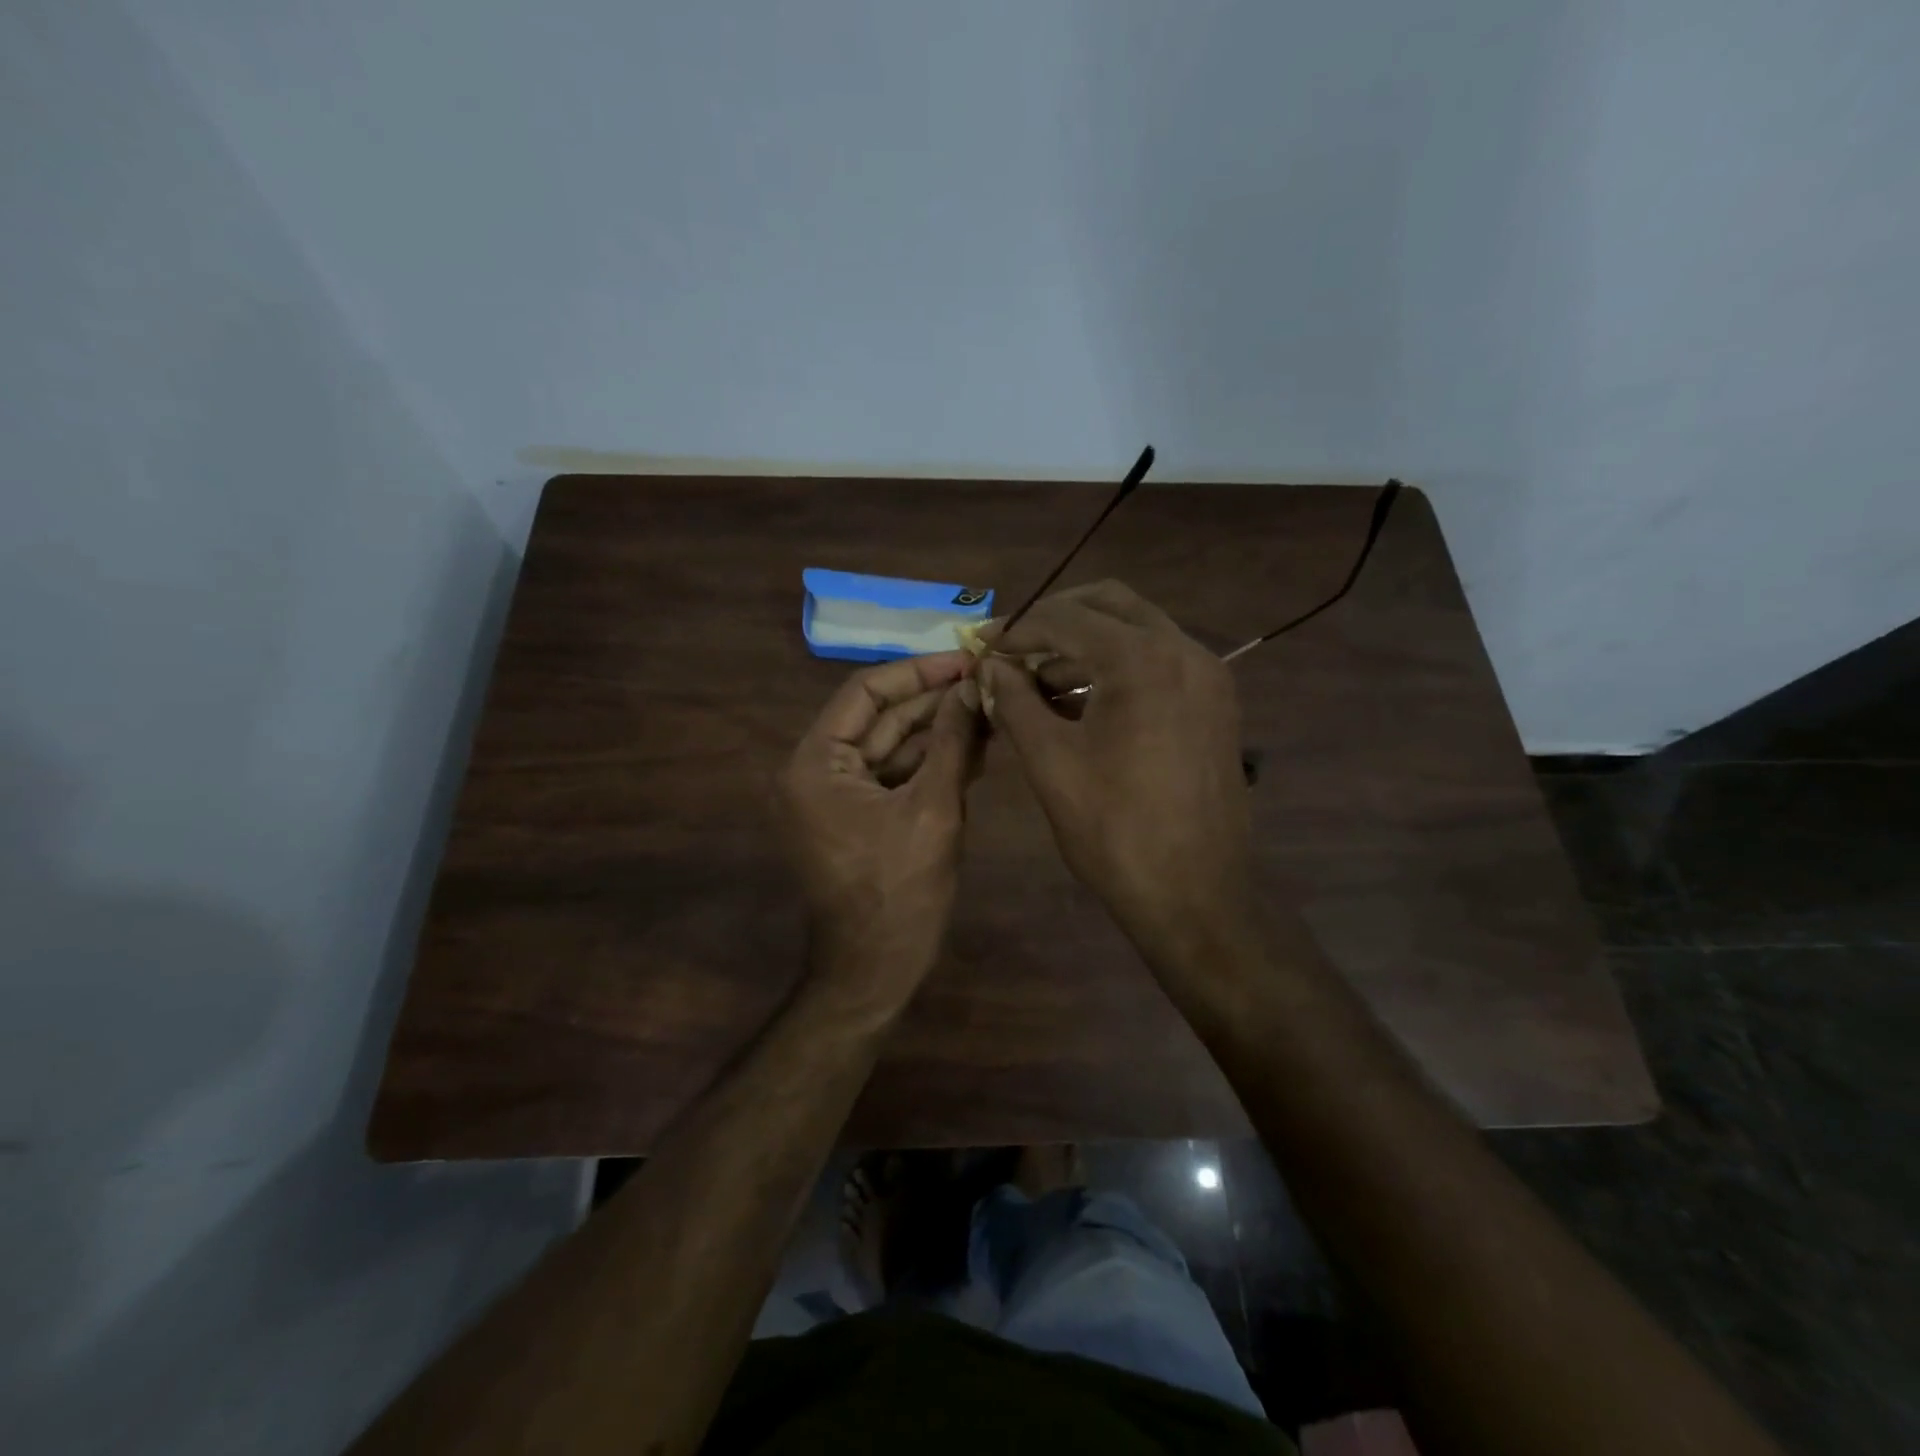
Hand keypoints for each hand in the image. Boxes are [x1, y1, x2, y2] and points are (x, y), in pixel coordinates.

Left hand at [780, 652, 983, 990]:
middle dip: (934, 703)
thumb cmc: (900, 891)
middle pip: (880, 718)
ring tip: (990, 710)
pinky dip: (930, 764)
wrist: (876, 970)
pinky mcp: (858, 816)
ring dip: (938, 732)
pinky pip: (894, 777)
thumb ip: (953, 741)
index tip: (966, 658)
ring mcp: (836, 796)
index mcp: (816, 762)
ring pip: (891, 747)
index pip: (866, 691)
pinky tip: (975, 748)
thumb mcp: (933, 808)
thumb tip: (973, 686)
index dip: (919, 672)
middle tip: (987, 683)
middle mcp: (816, 770)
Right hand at [981, 581, 1254, 962]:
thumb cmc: (1114, 830)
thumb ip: (1014, 701)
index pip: (1066, 618)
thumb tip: (989, 666)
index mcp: (1143, 660)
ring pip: (1138, 631)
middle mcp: (1185, 651)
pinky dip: (1117, 668)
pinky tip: (1081, 703)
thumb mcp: (1050, 762)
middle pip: (1110, 604)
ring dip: (1085, 645)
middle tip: (1013, 647)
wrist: (1196, 895)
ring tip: (1037, 683)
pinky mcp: (1216, 703)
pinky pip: (1158, 662)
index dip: (1017, 628)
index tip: (982, 645)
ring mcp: (1208, 676)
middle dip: (1056, 618)